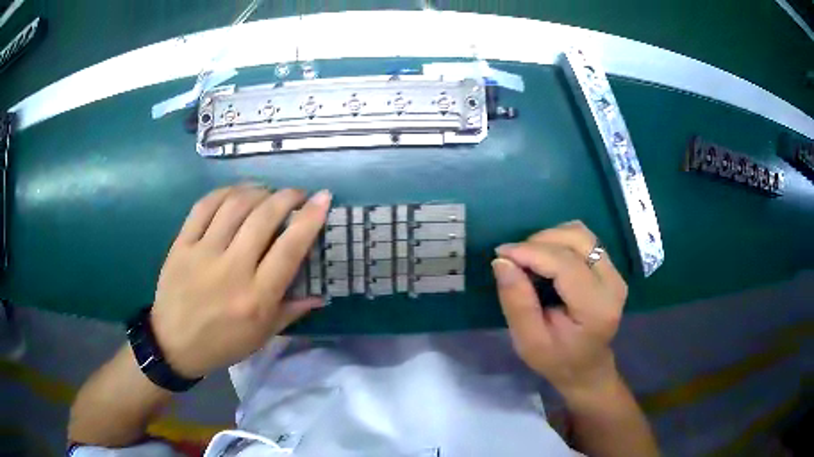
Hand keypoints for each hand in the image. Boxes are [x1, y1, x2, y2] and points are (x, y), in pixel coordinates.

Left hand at [149, 184, 331, 378]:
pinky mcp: (181, 244)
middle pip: (263, 217)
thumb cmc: (223, 344)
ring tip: (267, 192)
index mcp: (256, 297)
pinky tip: (236, 192)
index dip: (309, 218)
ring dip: (257, 191)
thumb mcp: (262, 336)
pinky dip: (225, 192)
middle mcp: (231, 270)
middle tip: (296, 194)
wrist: (174, 344)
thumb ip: (292, 311)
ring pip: (235, 205)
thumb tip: (321, 294)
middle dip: (286, 197)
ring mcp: (203, 253)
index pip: (289, 249)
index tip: (323, 198)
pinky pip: (204, 206)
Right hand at [492, 221, 627, 398]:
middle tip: (513, 259)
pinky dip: (559, 241)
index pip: (565, 264)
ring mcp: (615, 272)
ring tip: (528, 258)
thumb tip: (502, 261)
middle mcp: (612, 283)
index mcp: (596, 307)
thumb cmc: (557, 360)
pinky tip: (546, 258)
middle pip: (576, 240)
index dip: (531, 252)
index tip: (500, 253)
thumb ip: (517, 302)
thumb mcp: (529, 342)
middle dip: (539, 242)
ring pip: (580, 233)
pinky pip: (584, 239)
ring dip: (550, 238)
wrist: (587, 367)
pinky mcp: (611, 267)